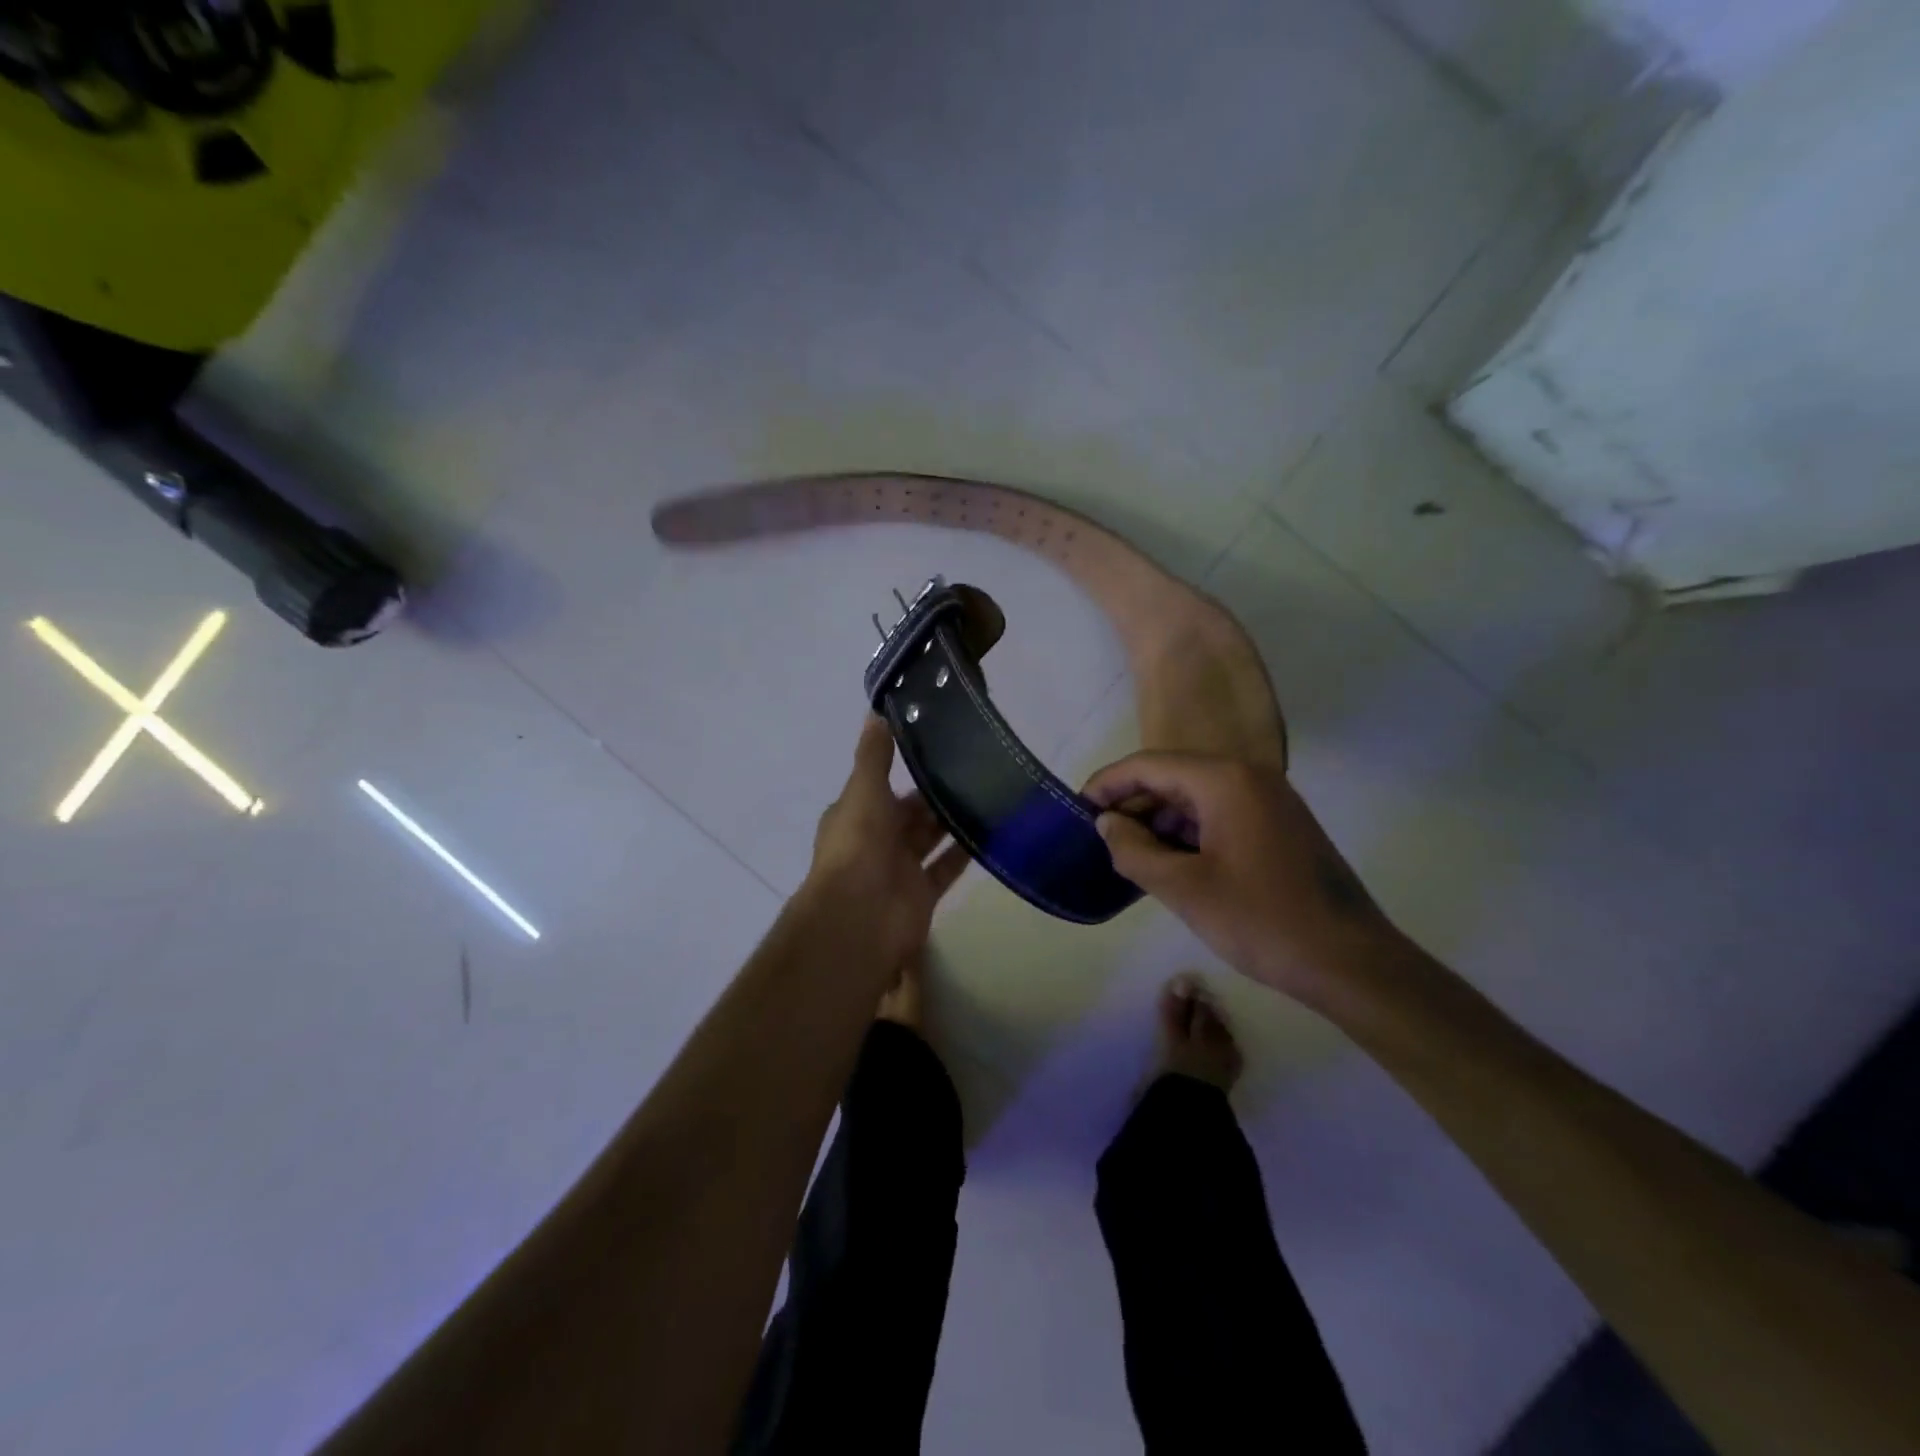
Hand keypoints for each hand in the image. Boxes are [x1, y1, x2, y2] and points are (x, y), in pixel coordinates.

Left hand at [805, 716, 970, 966]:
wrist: (860, 918)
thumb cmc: (858, 847)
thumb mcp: (864, 791)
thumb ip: (874, 755)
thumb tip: (878, 712)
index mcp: (856, 815)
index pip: (881, 787)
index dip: (906, 771)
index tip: (938, 749)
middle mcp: (876, 840)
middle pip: (910, 813)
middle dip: (935, 795)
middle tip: (974, 769)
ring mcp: (899, 869)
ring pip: (930, 839)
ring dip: (952, 821)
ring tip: (988, 793)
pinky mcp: (922, 893)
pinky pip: (946, 868)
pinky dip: (965, 852)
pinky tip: (992, 831)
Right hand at [1083, 752, 1399, 1003]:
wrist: (1352, 964)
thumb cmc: (1262, 920)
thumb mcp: (1184, 889)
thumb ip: (1134, 850)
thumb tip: (1107, 824)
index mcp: (1225, 781)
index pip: (1149, 766)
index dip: (1108, 784)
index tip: (1077, 808)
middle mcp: (1250, 779)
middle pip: (1174, 777)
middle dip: (1134, 805)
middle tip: (1101, 839)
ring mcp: (1271, 803)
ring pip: (1197, 799)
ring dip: (1160, 822)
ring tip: (1130, 855)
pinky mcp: (1280, 828)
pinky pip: (1221, 816)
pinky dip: (1189, 834)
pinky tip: (1171, 863)